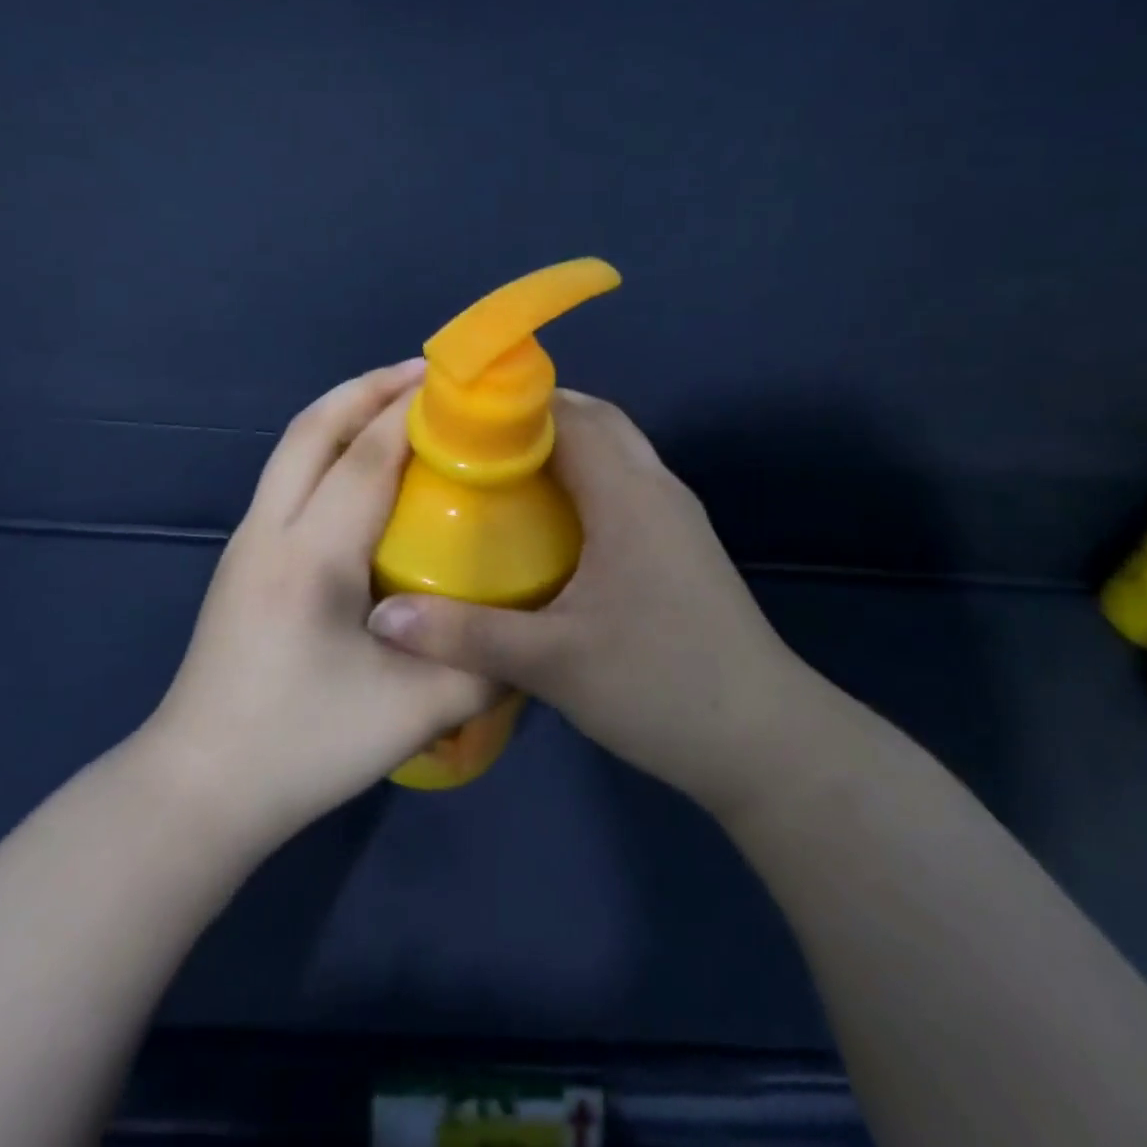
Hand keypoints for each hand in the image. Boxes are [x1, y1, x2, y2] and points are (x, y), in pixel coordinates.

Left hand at [143, 361, 496, 850]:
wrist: (198, 788)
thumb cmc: (301, 746)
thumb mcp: (413, 713)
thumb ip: (481, 665)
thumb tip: (529, 634)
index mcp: (311, 555)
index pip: (366, 456)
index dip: (411, 412)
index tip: (456, 385)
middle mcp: (270, 530)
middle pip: (313, 429)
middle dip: (367, 388)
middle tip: (424, 376)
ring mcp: (247, 542)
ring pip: (292, 448)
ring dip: (342, 413)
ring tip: (396, 407)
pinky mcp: (242, 561)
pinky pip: (287, 477)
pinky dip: (326, 448)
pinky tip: (362, 474)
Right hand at [366, 391, 832, 820]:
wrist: (766, 742)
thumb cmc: (661, 686)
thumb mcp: (552, 662)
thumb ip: (464, 636)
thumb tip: (381, 619)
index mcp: (628, 495)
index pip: (570, 414)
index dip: (513, 404)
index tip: (456, 413)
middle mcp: (656, 489)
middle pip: (596, 422)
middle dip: (534, 418)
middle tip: (470, 441)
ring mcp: (675, 518)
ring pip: (614, 454)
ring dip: (562, 448)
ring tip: (497, 472)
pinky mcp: (680, 547)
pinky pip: (624, 487)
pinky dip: (583, 481)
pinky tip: (546, 523)